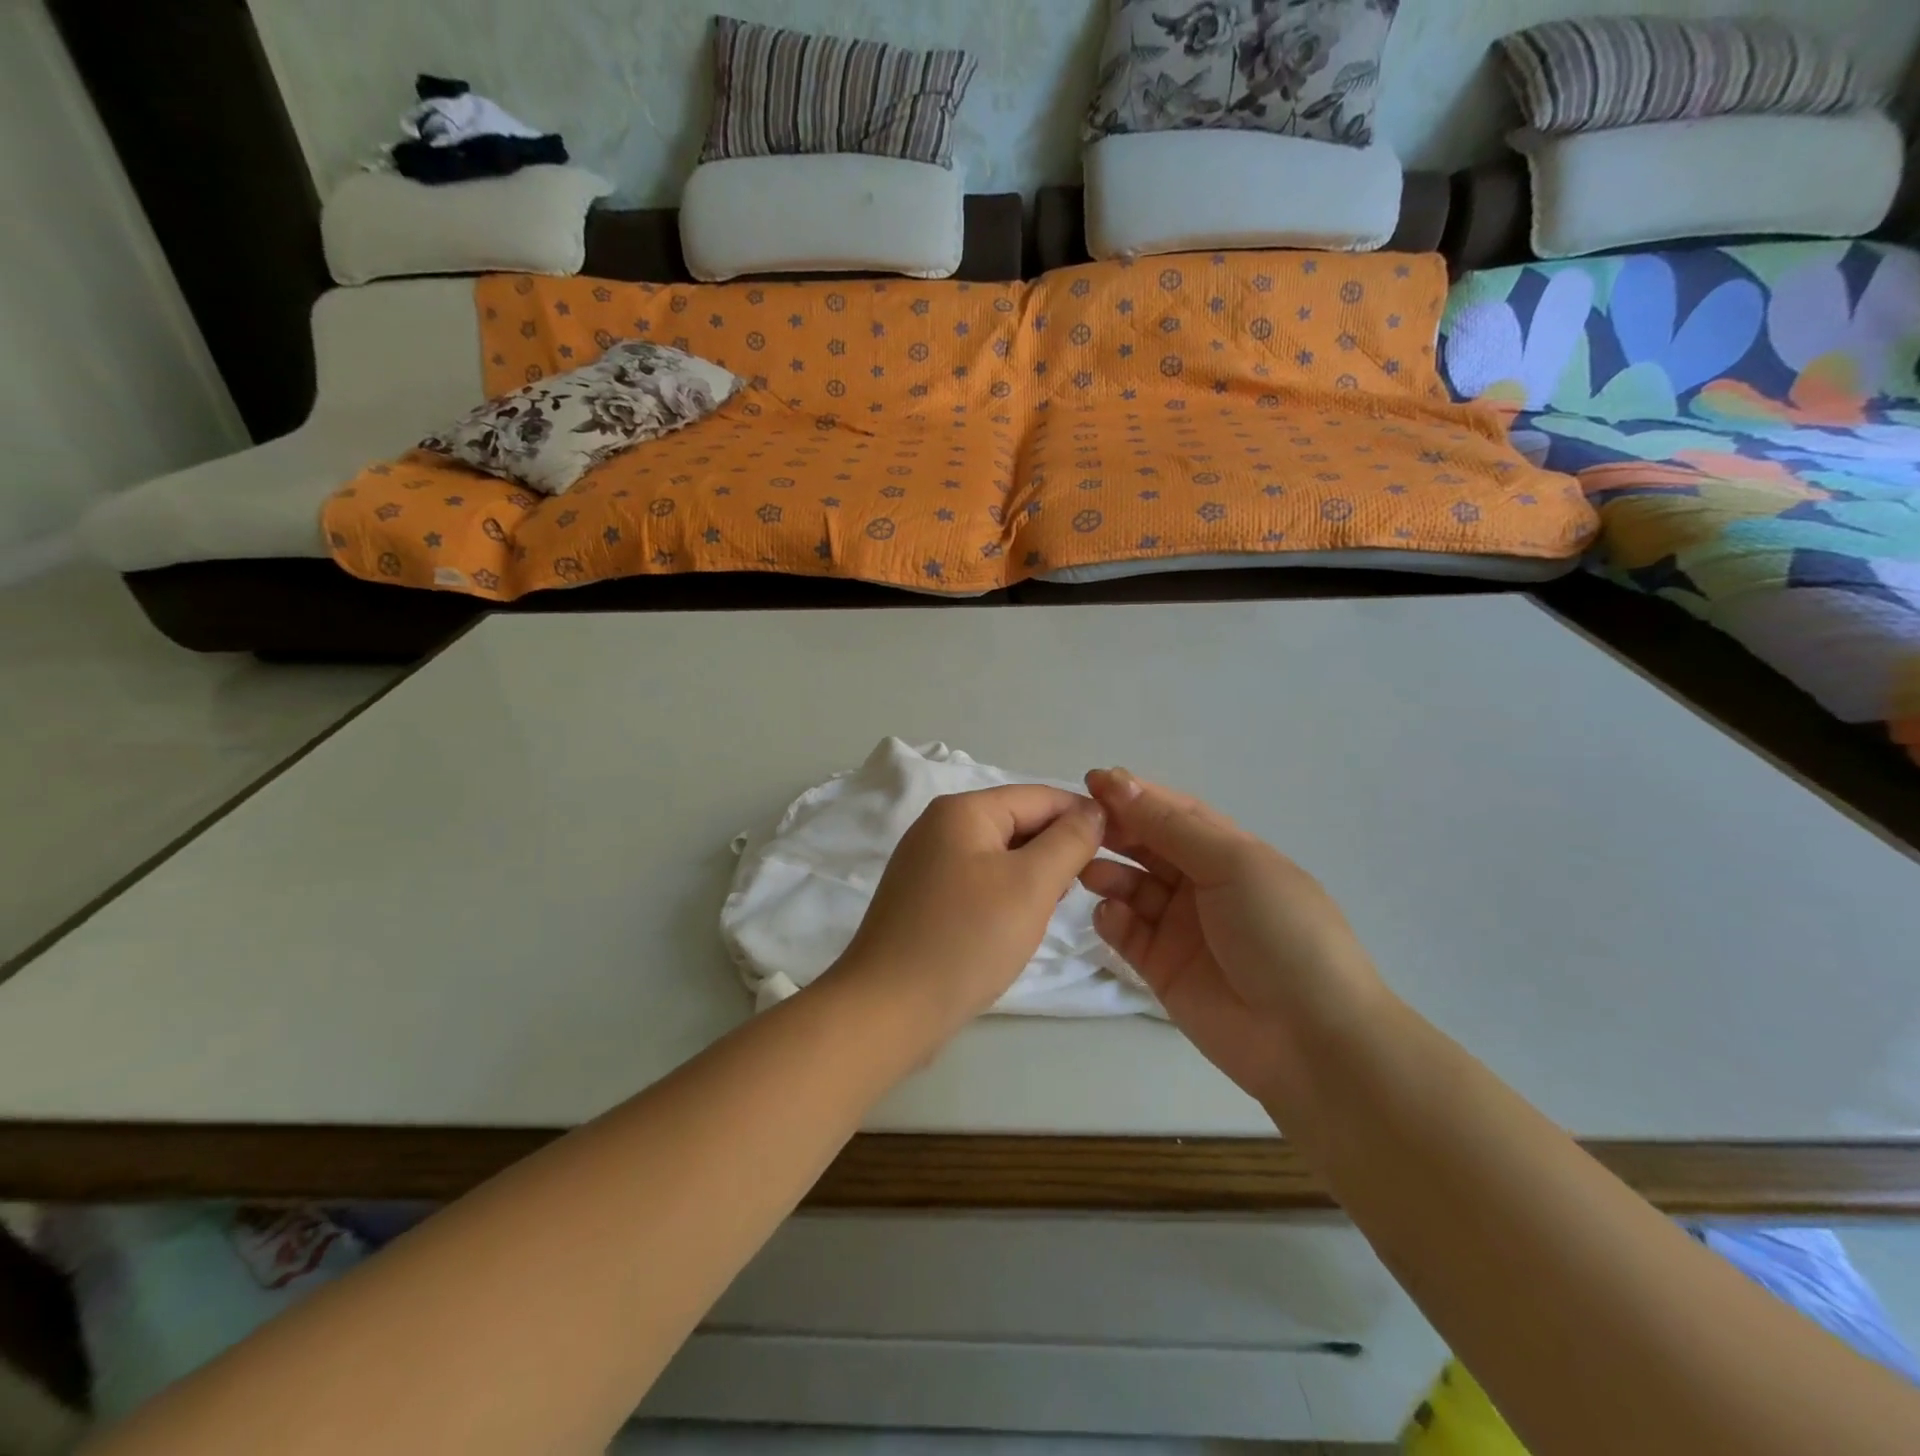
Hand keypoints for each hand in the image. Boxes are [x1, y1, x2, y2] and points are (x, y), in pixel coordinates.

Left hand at [833, 785, 1107, 1033]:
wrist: (888, 1010)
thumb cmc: (966, 940)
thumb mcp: (1030, 885)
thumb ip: (1069, 841)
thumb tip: (1095, 811)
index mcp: (962, 810)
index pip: (1039, 796)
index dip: (1083, 816)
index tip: (1119, 848)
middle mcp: (939, 826)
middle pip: (1017, 822)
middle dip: (1056, 848)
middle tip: (1086, 887)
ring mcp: (926, 863)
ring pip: (1000, 855)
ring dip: (1033, 875)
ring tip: (1053, 908)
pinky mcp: (924, 898)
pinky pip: (979, 882)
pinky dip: (1006, 895)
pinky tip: (1018, 923)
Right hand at [1080, 768, 1387, 1110]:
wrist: (1310, 1039)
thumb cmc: (1280, 933)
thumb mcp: (1234, 865)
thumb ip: (1172, 826)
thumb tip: (1120, 781)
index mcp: (1229, 853)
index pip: (1174, 812)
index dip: (1136, 795)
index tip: (1093, 781)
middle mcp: (1202, 884)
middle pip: (1148, 846)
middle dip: (1115, 831)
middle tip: (1080, 826)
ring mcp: (1180, 927)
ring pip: (1131, 886)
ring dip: (1107, 873)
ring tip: (1087, 871)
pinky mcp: (1161, 967)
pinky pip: (1126, 931)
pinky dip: (1112, 918)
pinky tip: (1111, 916)